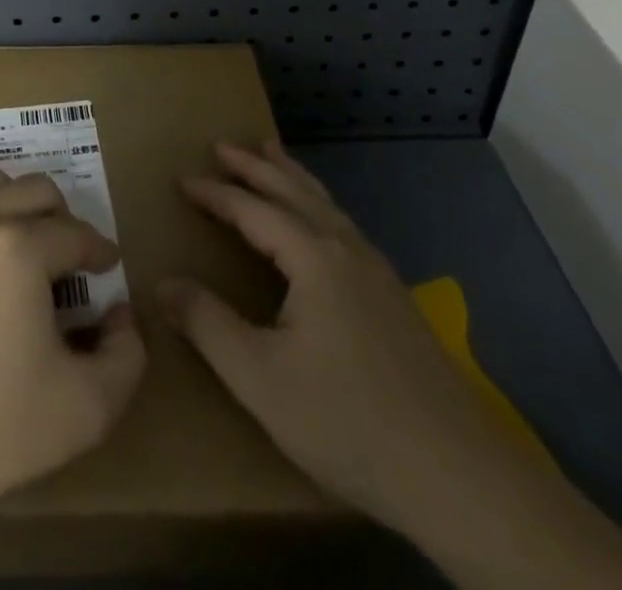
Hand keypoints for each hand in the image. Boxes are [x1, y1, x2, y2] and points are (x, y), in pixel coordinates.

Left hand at [0, 165, 146, 531]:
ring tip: (29, 238)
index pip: (76, 233)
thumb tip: (121, 315)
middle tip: (74, 256)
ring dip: (16, 199)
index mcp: (21, 249)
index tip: (110, 269)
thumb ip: (126, 355)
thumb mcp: (88, 407)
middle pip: (34, 190)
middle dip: (64, 216)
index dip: (100, 250)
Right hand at [159, 139, 521, 535]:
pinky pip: (345, 227)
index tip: (183, 179)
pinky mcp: (396, 299)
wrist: (459, 477)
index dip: (216, 193)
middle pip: (294, 192)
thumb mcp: (259, 378)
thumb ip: (207, 325)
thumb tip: (163, 283)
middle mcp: (347, 251)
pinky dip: (318, 205)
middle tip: (224, 145)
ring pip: (326, 205)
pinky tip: (321, 224)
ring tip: (272, 156)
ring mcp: (379, 273)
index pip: (254, 210)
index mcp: (313, 259)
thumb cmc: (347, 421)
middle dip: (256, 166)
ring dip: (292, 177)